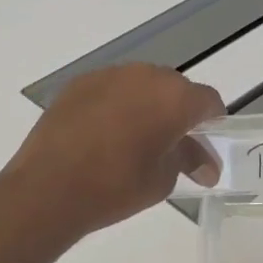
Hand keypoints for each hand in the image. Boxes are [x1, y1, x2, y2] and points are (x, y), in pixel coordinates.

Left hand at [3, 64, 224, 236]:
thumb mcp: (163, 180)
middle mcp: (145, 76)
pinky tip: (106, 133)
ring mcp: (109, 75)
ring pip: (141, 85)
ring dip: (147, 105)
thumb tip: (203, 162)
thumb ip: (186, 159)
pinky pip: (111, 89)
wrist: (49, 188)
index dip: (212, 122)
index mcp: (174, 98)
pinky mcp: (79, 83)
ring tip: (137, 139)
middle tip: (174, 145)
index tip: (207, 146)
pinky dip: (117, 105)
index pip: (207, 101)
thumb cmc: (116, 187)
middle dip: (179, 113)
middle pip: (174, 88)